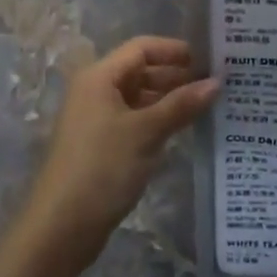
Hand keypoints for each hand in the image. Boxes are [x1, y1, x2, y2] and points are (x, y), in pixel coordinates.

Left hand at [19, 36, 216, 271]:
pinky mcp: (101, 146)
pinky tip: (183, 129)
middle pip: (140, 71)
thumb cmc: (102, 167)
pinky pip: (135, 120)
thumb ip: (181, 105)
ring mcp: (97, 120)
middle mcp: (95, 91)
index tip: (207, 60)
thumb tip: (217, 82)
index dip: (174, 50)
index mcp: (99, 77)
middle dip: (175, 75)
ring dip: (169, 100)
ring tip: (205, 105)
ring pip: (139, 98)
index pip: (141, 48)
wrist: (60, 228)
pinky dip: (158, 120)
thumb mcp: (146, 132)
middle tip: (213, 84)